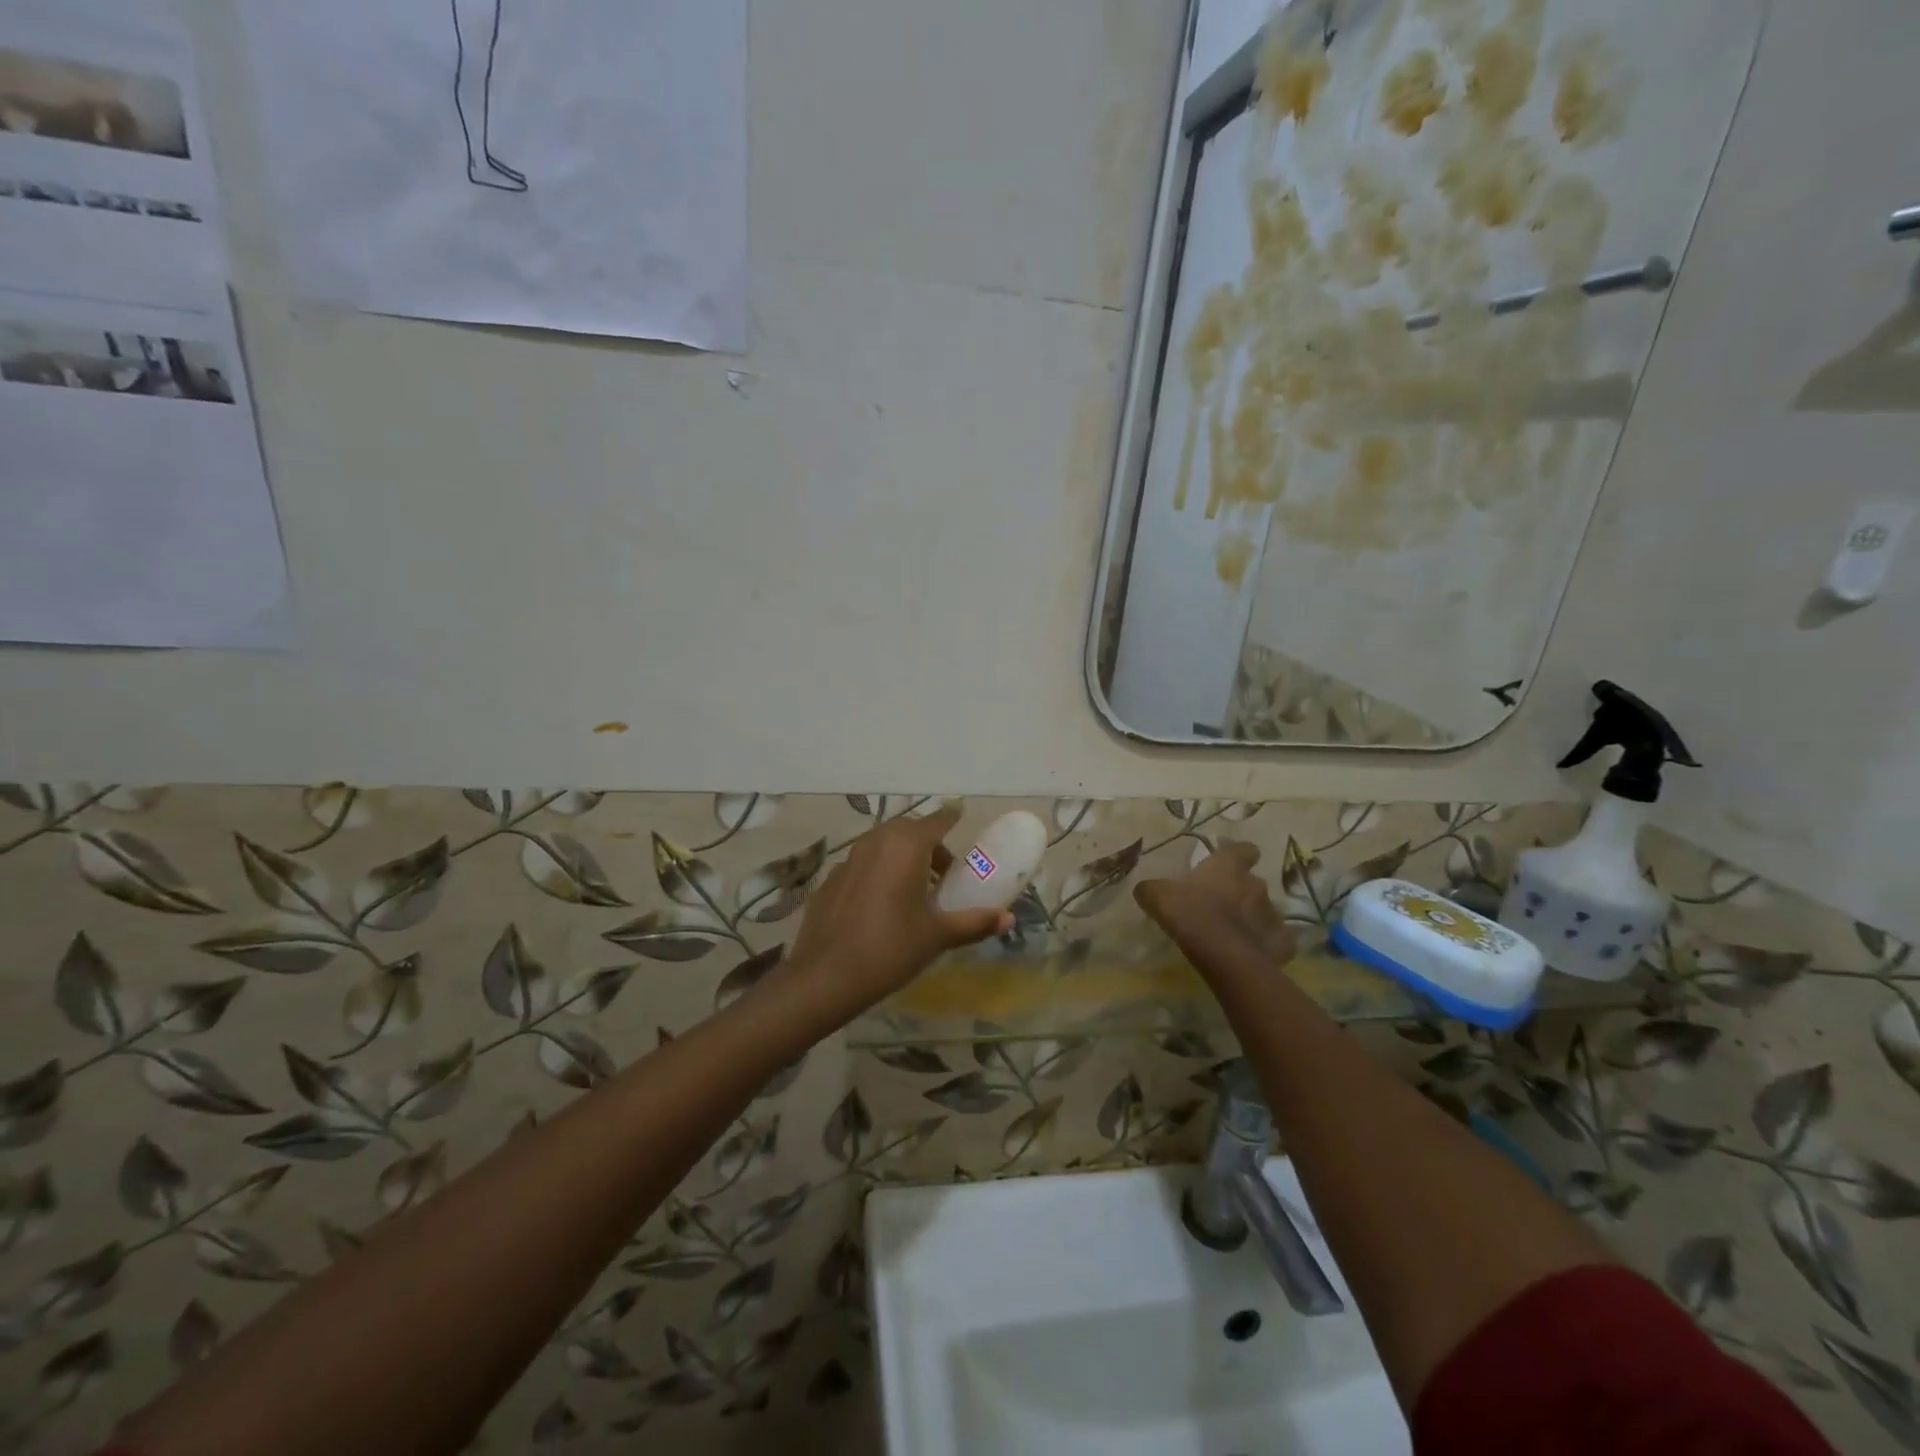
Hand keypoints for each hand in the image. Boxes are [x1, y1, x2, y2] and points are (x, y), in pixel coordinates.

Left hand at [784, 807, 1012, 1024]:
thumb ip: (974, 922)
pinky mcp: (831, 879)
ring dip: (902, 857)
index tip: (961, 816)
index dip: (951, 818)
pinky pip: (863, 865)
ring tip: (915, 891)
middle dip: (928, 844)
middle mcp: (877, 842)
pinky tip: (881, 906)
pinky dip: (878, 873)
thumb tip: (1008, 918)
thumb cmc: (891, 948)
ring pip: (883, 845)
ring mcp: (849, 859)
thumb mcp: (937, 936)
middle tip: (943, 874)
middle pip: (909, 831)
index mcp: (907, 846)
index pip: (937, 820)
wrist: (826, 976)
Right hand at [1134, 840, 1297, 968]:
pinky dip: (1267, 944)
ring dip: (1253, 918)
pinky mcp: (1282, 942)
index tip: (1229, 864)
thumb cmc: (1189, 913)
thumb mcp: (1158, 896)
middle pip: (1253, 883)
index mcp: (1228, 867)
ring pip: (1265, 911)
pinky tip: (1252, 953)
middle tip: (1222, 907)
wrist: (1221, 954)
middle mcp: (1256, 885)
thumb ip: (1152, 889)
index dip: (1237, 855)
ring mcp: (1272, 914)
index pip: (1243, 849)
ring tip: (1235, 934)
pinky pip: (1277, 940)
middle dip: (1241, 893)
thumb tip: (1146, 889)